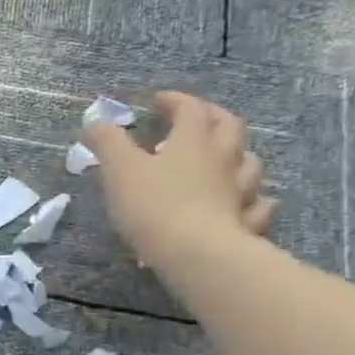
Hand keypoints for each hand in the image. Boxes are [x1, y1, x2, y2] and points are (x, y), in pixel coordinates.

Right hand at [85, 91, 275, 274]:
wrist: (194, 254)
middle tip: (198, 119)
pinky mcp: (245, 223)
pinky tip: (252, 204)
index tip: (158, 101)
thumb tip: (96, 121)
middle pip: (229, 127)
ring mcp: (240, 191)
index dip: (174, 100)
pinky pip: (258, 208)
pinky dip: (255, 201)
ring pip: (250, 164)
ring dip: (239, 156)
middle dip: (213, 117)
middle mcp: (223, 159)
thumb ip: (108, 142)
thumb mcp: (119, 170)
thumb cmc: (153, 206)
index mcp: (193, 141)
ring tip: (226, 160)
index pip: (190, 108)